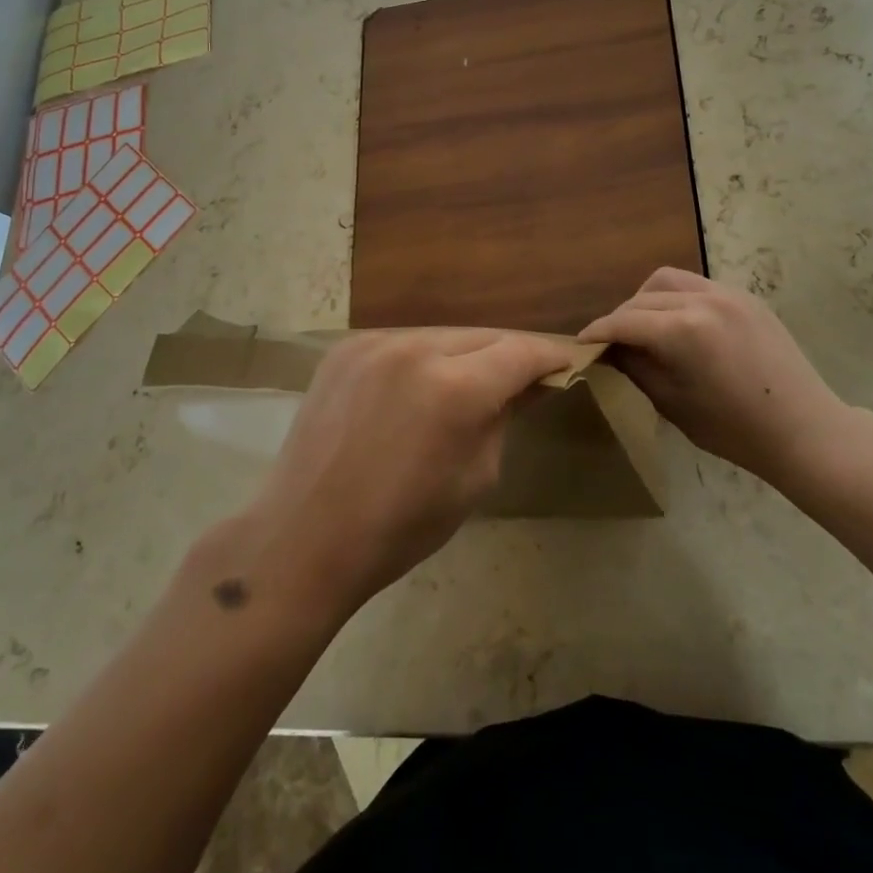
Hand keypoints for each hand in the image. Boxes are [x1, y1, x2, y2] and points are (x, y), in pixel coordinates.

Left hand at [246, 328, 574, 619]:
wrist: (305, 537)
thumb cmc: (402, 526)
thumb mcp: (475, 478)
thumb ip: (505, 418)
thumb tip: (527, 386)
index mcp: (456, 388)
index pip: (521, 352)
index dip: (550, 357)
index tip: (567, 364)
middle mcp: (417, 349)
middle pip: (484, 336)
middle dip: (509, 354)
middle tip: (523, 378)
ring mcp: (375, 344)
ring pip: (443, 335)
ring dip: (465, 354)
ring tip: (470, 384)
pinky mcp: (345, 349)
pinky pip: (403, 342)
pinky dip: (423, 359)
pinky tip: (420, 387)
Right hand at [579, 267, 855, 492]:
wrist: (805, 430)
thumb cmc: (735, 430)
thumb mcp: (673, 403)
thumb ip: (637, 368)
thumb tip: (611, 350)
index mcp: (684, 330)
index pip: (625, 321)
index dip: (598, 332)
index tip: (580, 343)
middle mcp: (704, 300)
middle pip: (644, 296)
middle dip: (621, 317)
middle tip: (612, 343)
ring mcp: (729, 294)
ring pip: (670, 280)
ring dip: (647, 300)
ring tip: (644, 328)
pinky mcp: (747, 298)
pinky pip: (698, 286)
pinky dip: (677, 299)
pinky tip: (679, 326)